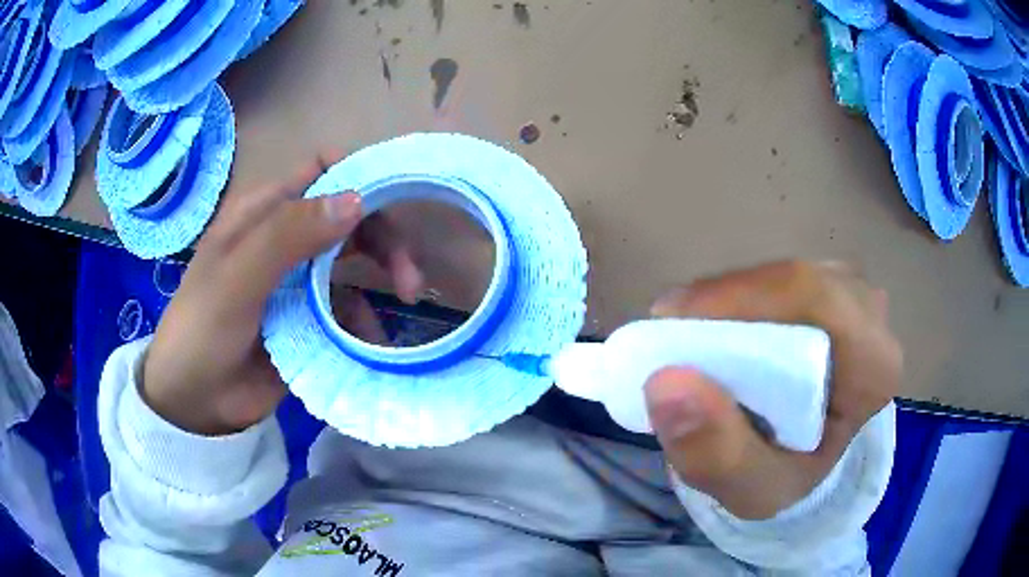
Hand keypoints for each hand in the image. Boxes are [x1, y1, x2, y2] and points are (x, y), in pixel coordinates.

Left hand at [142, 152, 422, 435]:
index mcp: (265, 212)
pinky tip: (371, 340)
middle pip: (349, 217)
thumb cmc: (202, 329)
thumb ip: (287, 235)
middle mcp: (286, 239)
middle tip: (406, 277)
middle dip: (384, 238)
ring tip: (403, 302)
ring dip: (383, 276)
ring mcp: (298, 280)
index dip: (361, 176)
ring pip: (354, 261)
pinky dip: (366, 319)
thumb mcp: (236, 277)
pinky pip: (348, 308)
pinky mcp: (308, 319)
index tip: (397, 202)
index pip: (323, 171)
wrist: (195, 401)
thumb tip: (357, 198)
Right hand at [645, 261, 901, 519]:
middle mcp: (872, 317)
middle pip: (794, 282)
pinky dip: (739, 299)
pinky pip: (778, 277)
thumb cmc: (786, 475)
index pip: (814, 301)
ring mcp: (853, 294)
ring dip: (729, 302)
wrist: (804, 459)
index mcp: (873, 367)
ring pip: (781, 274)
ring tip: (690, 341)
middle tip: (671, 340)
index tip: (671, 326)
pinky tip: (718, 331)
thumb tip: (666, 384)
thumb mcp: (750, 490)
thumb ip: (716, 454)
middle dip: (726, 305)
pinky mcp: (831, 287)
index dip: (739, 299)